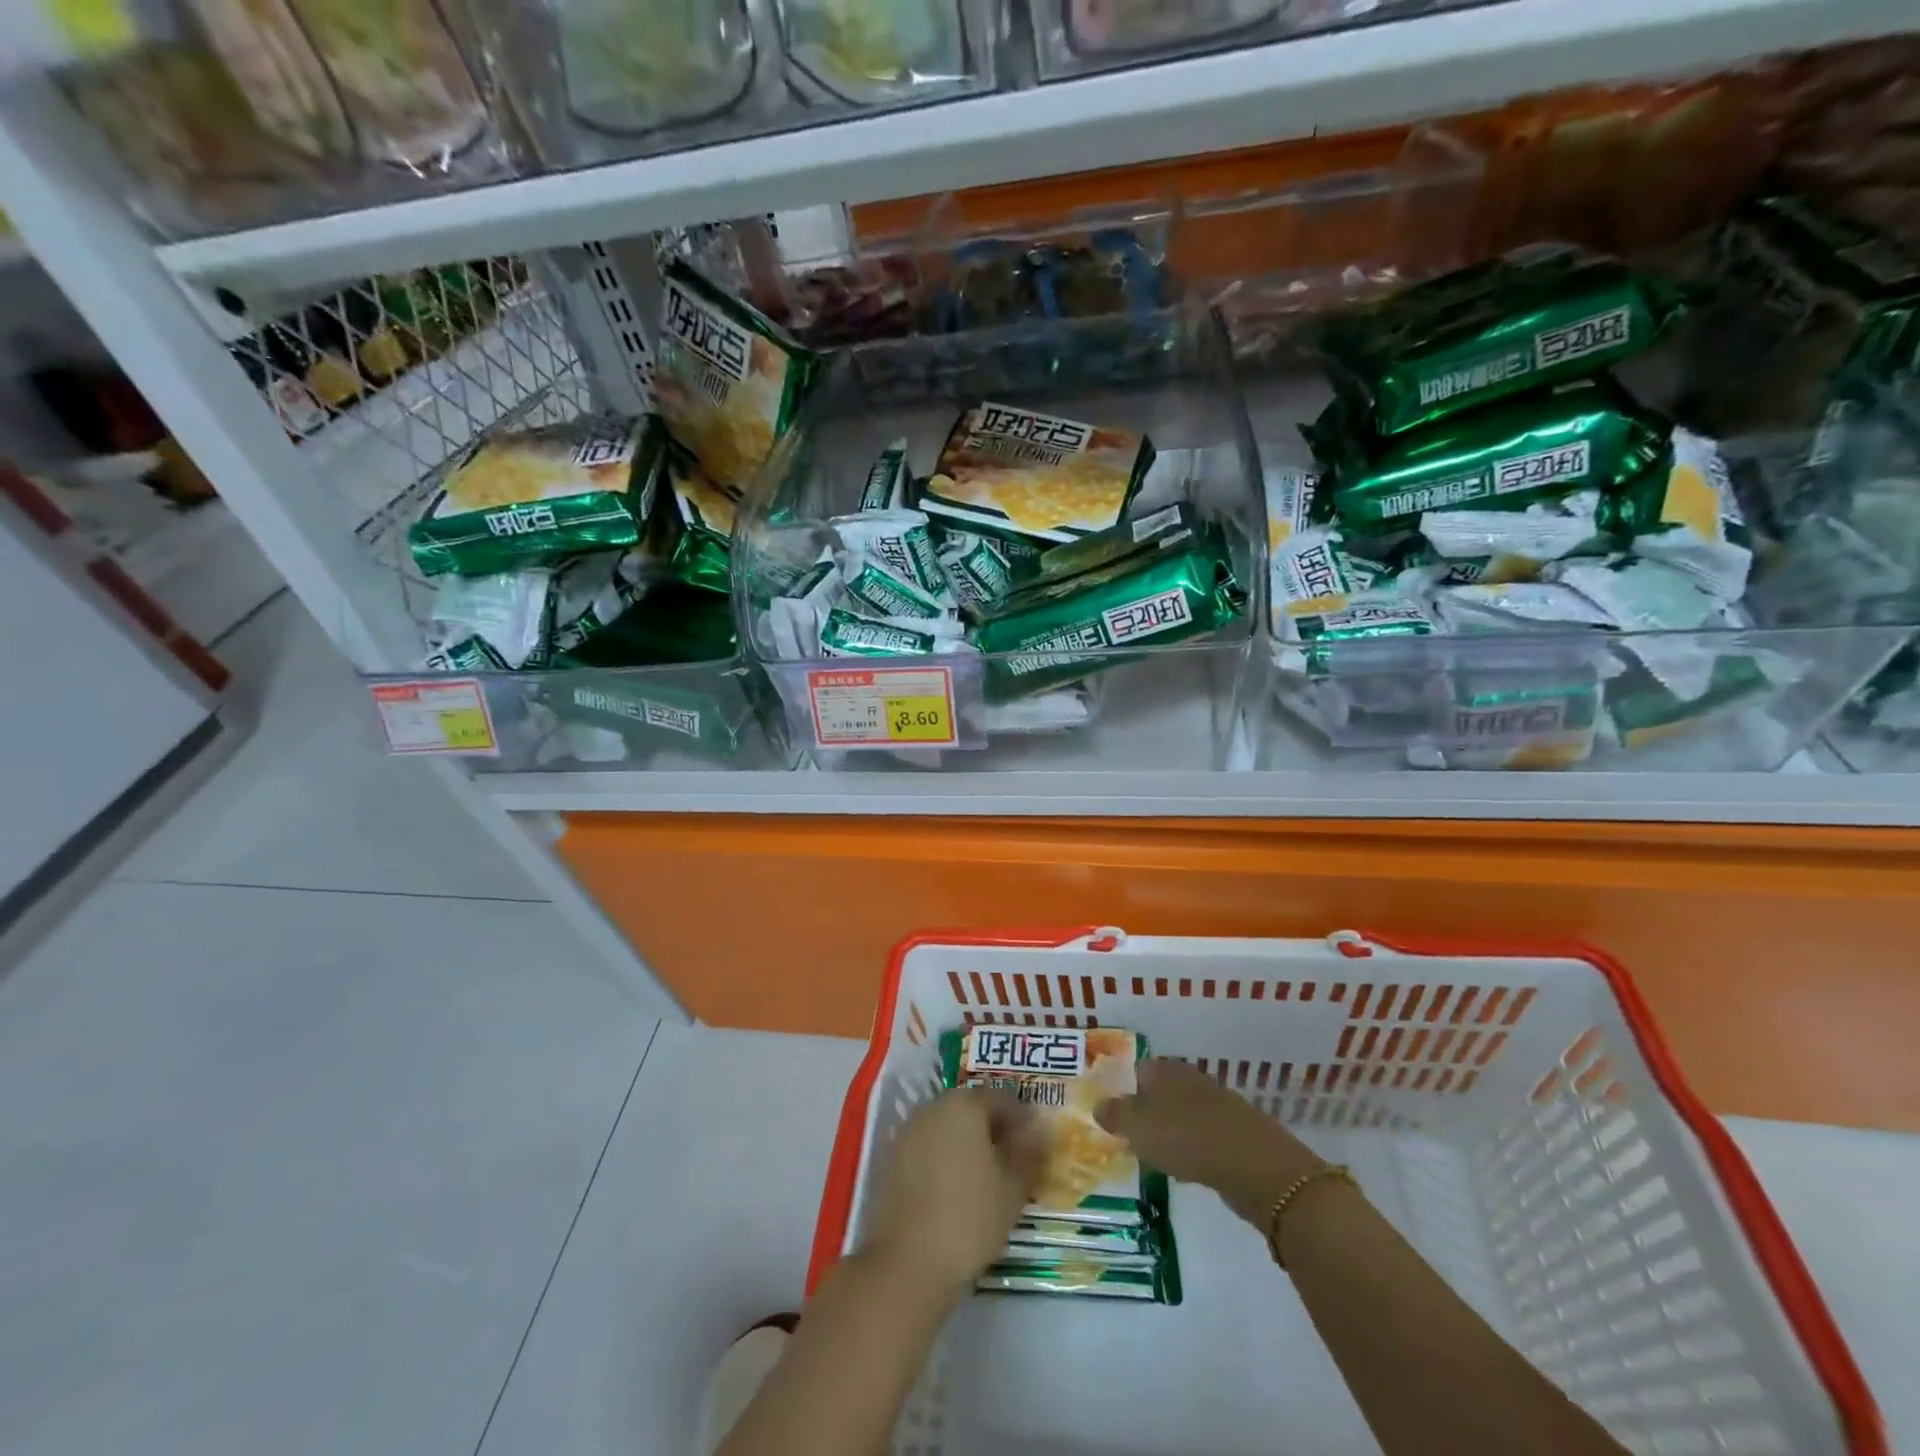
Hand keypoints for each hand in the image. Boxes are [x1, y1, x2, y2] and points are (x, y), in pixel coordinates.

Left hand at [860, 1088, 1043, 1299]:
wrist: (906, 1262)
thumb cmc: (969, 1217)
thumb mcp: (1012, 1188)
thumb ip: (1028, 1152)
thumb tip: (1038, 1129)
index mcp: (964, 1104)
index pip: (1001, 1098)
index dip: (1022, 1119)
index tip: (1035, 1146)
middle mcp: (933, 1108)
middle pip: (971, 1108)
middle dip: (993, 1129)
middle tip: (1012, 1162)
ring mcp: (907, 1133)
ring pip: (947, 1128)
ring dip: (967, 1144)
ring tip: (986, 1179)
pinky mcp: (891, 1160)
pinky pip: (927, 1148)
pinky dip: (944, 1160)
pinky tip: (955, 1191)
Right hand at [1095, 1059, 1324, 1225]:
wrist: (1254, 1165)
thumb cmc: (1186, 1137)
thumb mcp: (1137, 1127)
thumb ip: (1115, 1115)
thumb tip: (1098, 1105)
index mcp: (1165, 1070)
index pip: (1136, 1070)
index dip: (1121, 1089)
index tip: (1111, 1114)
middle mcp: (1190, 1079)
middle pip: (1159, 1091)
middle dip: (1145, 1111)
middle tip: (1129, 1136)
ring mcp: (1216, 1104)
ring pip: (1181, 1113)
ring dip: (1169, 1130)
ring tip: (1154, 1155)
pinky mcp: (1235, 1132)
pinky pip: (1202, 1136)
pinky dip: (1191, 1148)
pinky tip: (1187, 1168)